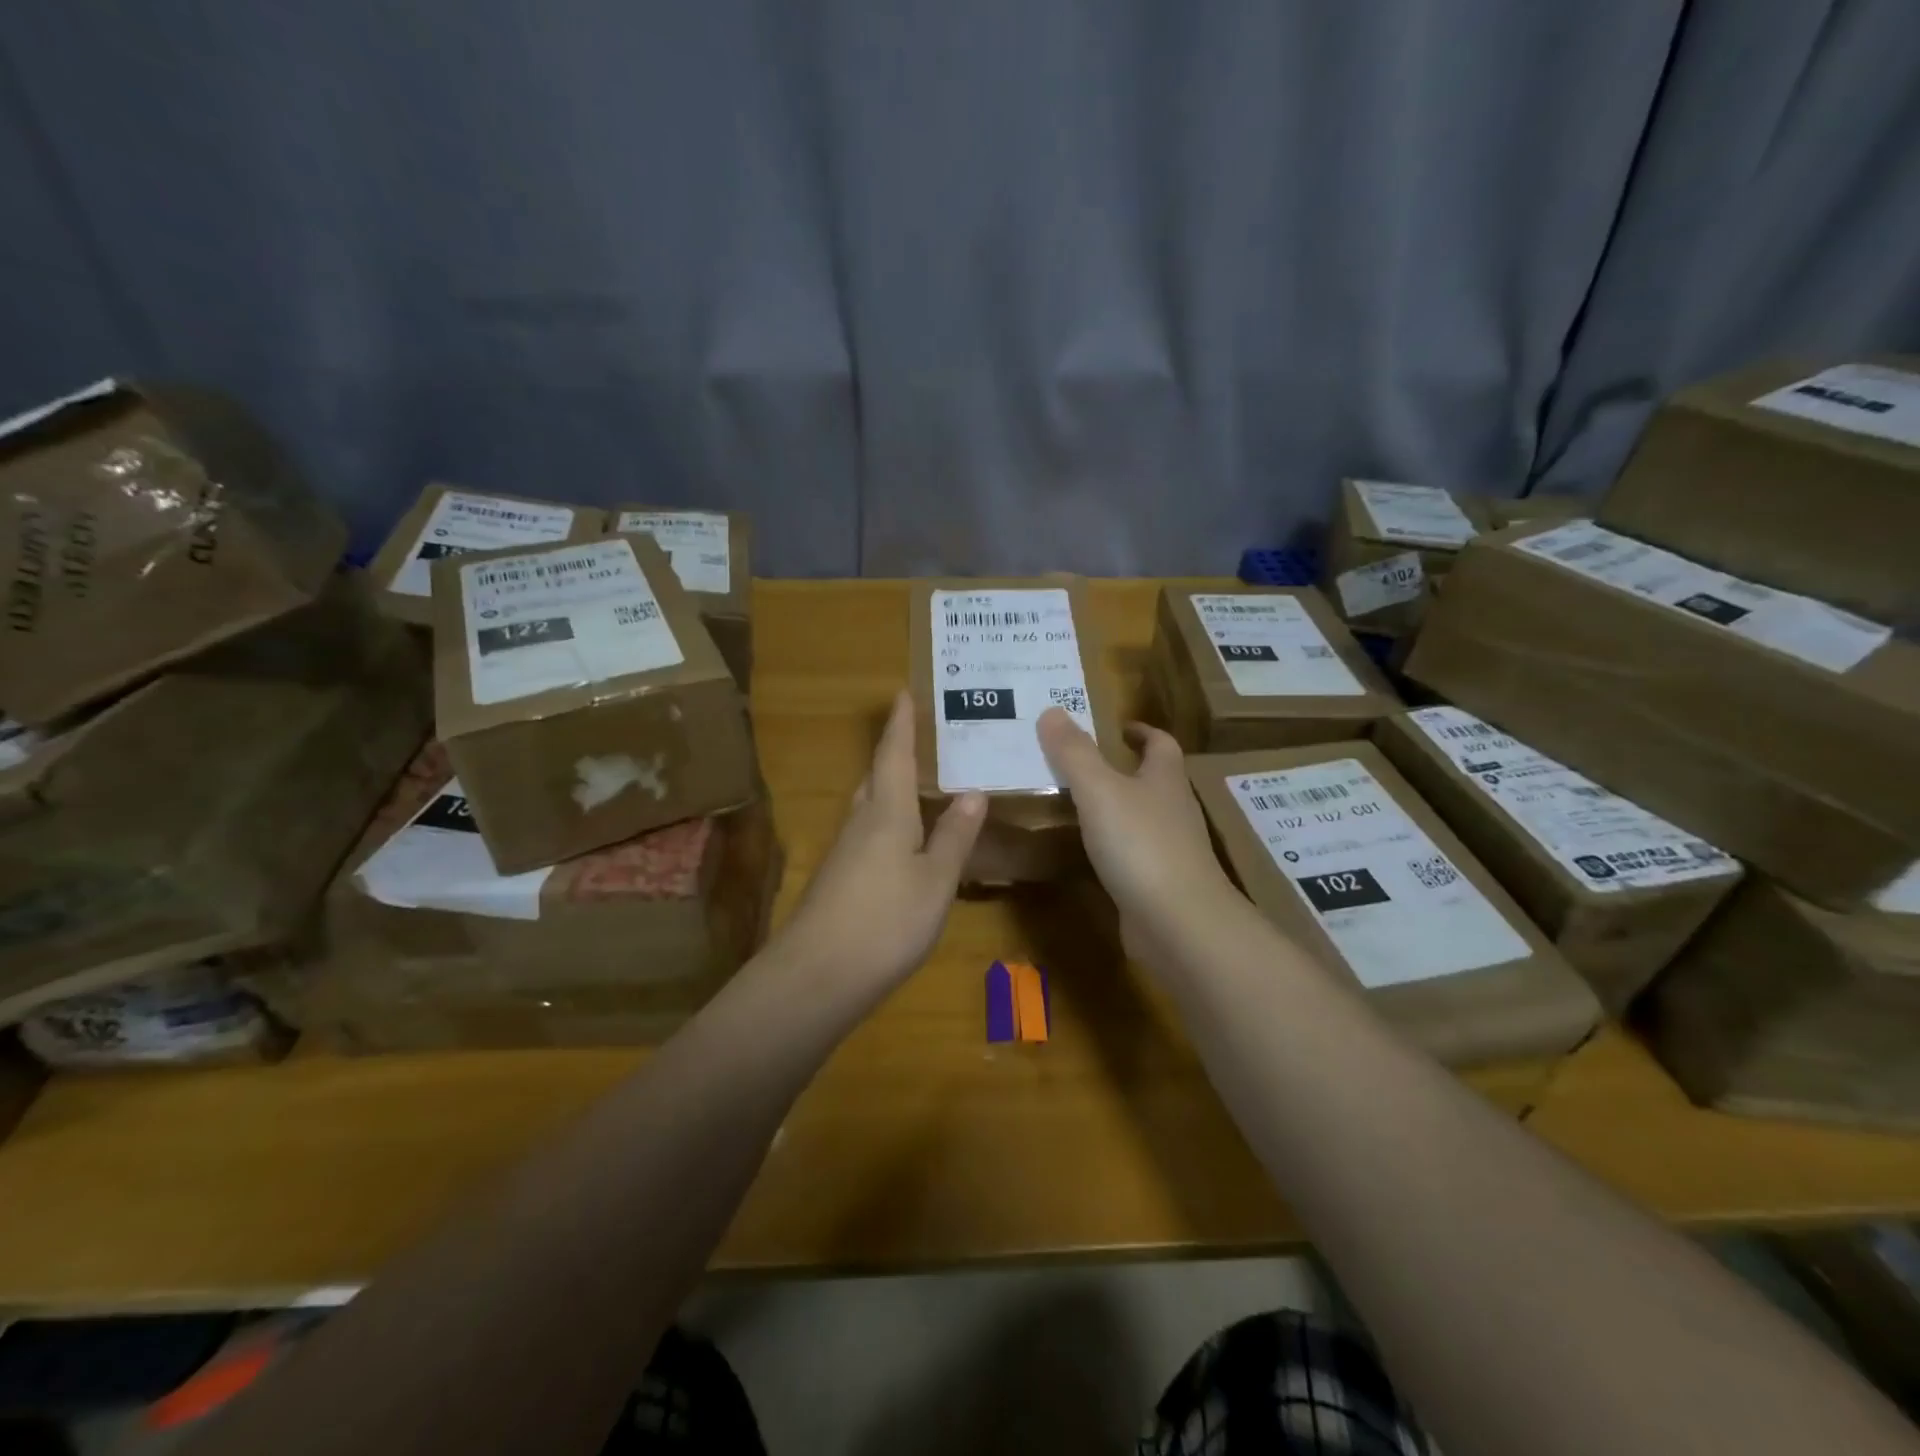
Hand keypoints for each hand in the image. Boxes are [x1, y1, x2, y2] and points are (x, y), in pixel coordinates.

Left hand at [773, 691, 984, 998]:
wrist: (818, 977)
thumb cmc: (886, 921)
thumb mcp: (935, 880)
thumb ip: (954, 837)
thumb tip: (972, 793)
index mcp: (886, 813)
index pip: (894, 756)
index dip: (900, 725)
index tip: (902, 692)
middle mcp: (860, 824)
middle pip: (876, 779)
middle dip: (893, 755)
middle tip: (918, 739)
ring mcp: (844, 854)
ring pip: (869, 808)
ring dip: (890, 790)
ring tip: (918, 786)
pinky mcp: (838, 881)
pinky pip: (867, 836)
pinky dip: (888, 825)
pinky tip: (902, 844)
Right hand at [1036, 708, 1239, 958]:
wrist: (1178, 923)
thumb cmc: (1140, 844)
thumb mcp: (1099, 789)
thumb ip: (1073, 752)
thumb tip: (1051, 710)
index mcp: (1164, 778)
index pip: (1160, 743)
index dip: (1142, 732)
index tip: (1120, 727)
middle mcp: (1173, 810)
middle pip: (1154, 780)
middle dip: (1125, 768)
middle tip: (1081, 763)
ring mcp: (1170, 850)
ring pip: (1143, 818)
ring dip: (1117, 808)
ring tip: (1077, 803)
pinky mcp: (1160, 884)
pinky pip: (1134, 855)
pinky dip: (1113, 847)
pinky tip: (1087, 853)